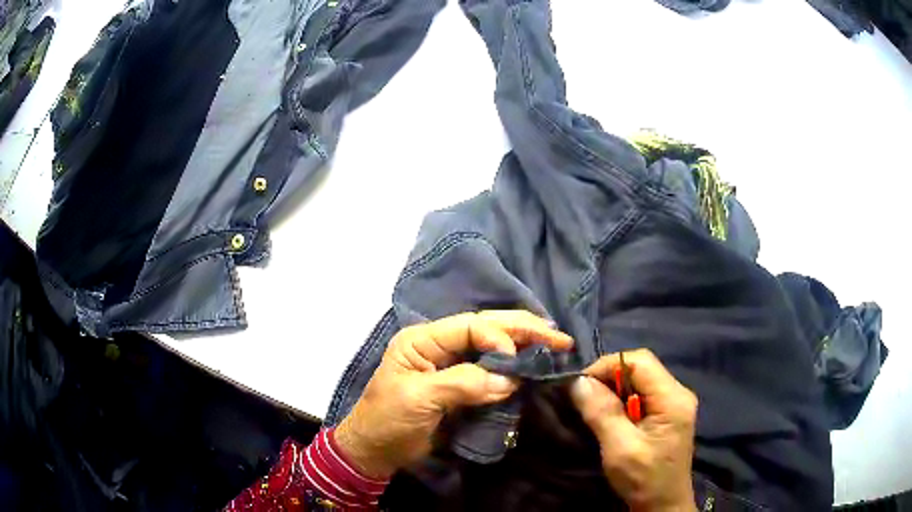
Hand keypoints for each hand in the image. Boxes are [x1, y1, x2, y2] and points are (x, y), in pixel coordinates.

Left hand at [335, 310, 572, 479]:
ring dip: (524, 344)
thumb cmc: (388, 420)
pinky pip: (492, 370)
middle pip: (486, 327)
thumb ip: (462, 384)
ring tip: (554, 344)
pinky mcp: (461, 384)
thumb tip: (510, 379)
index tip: (519, 361)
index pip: (470, 326)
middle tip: (559, 337)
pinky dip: (514, 367)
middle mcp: (440, 345)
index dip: (500, 337)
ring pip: (493, 346)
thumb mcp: (419, 399)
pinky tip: (533, 364)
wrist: (376, 450)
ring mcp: (452, 364)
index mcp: (424, 339)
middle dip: (523, 330)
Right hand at [571, 349, 697, 511]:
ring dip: (614, 391)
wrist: (663, 506)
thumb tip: (579, 382)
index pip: (640, 361)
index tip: (581, 386)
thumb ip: (602, 413)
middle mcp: (678, 393)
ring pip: (640, 382)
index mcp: (673, 398)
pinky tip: (610, 418)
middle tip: (584, 399)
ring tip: (593, 409)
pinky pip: (642, 396)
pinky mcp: (667, 416)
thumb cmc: (644, 479)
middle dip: (609, 378)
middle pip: (641, 368)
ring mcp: (674, 404)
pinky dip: (622, 402)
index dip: (608, 366)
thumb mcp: (620, 448)